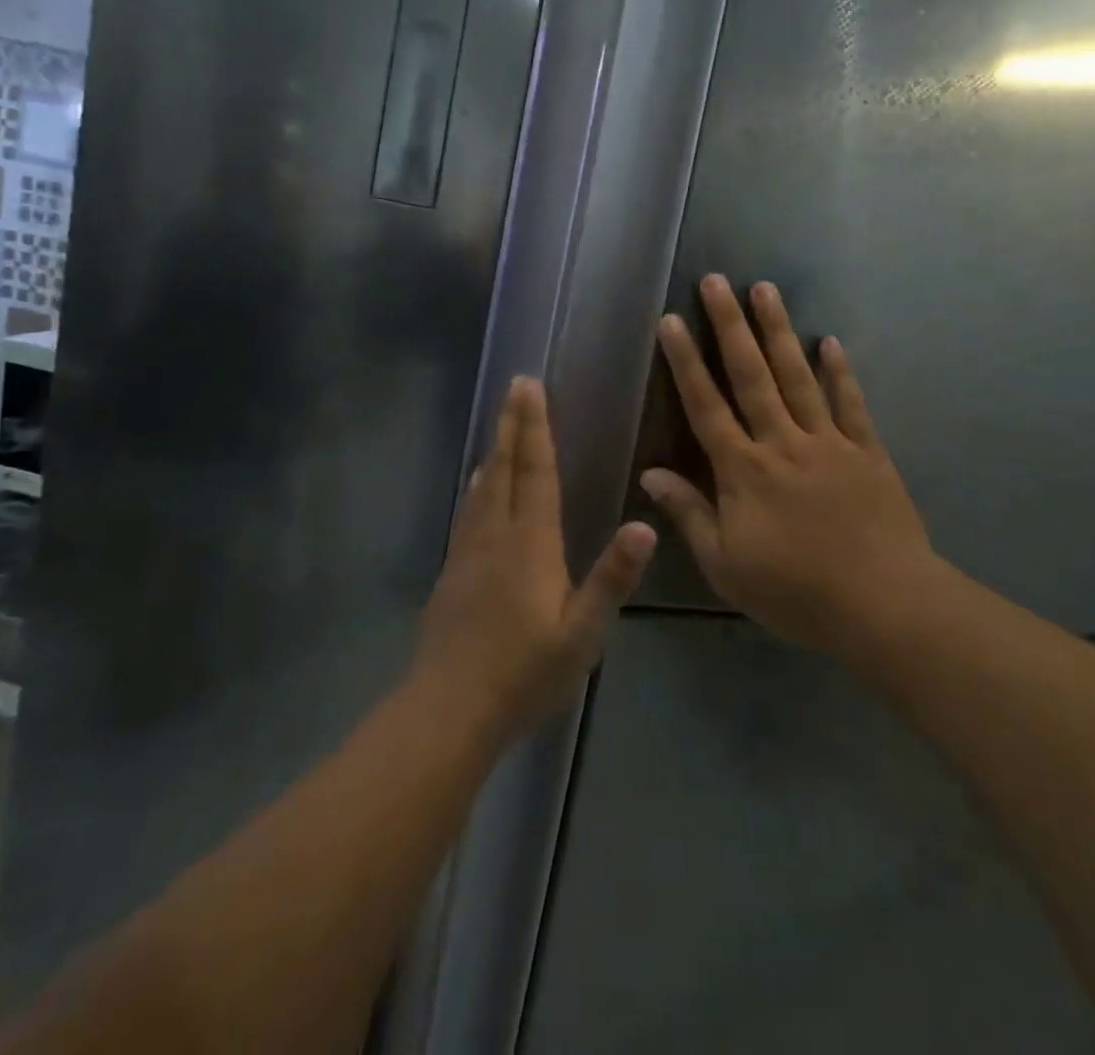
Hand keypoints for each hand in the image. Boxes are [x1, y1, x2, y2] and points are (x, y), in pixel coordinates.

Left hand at [415, 377, 654, 740]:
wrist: (448, 710)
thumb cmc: (524, 672)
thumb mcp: (582, 633)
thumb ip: (612, 577)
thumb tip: (646, 525)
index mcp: (530, 542)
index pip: (535, 471)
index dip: (535, 427)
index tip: (531, 386)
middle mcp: (496, 535)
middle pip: (504, 468)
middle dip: (513, 424)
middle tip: (516, 385)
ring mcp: (469, 552)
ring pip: (483, 487)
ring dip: (494, 450)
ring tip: (500, 425)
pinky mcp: (453, 572)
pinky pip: (468, 512)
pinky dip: (477, 487)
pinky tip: (477, 486)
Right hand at [641, 275, 954, 657]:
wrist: (883, 605)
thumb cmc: (795, 592)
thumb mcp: (726, 565)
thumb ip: (688, 514)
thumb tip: (650, 474)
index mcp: (743, 470)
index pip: (706, 405)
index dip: (685, 362)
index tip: (671, 321)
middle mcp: (782, 442)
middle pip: (751, 375)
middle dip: (730, 325)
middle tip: (716, 281)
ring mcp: (828, 442)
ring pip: (798, 376)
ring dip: (779, 331)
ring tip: (765, 289)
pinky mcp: (867, 451)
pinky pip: (850, 403)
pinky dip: (840, 371)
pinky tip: (831, 341)